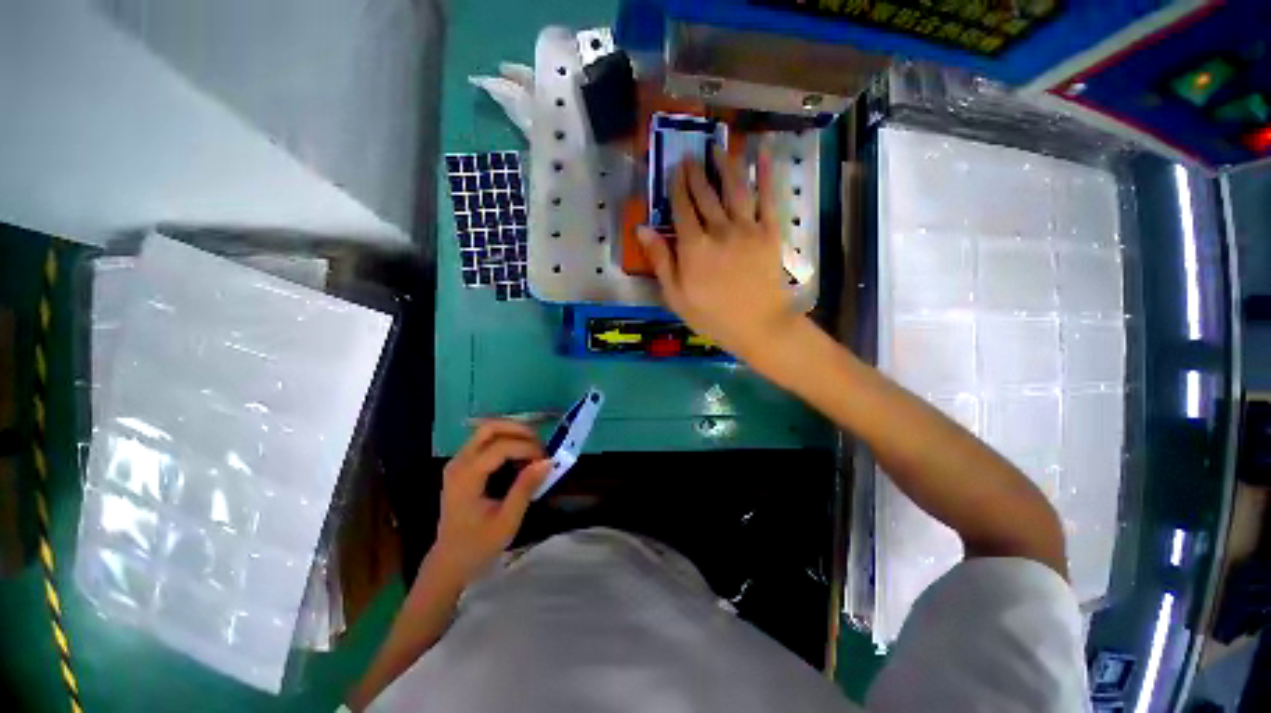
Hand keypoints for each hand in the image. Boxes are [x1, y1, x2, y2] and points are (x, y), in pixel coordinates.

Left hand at [432, 421, 549, 583]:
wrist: (449, 562)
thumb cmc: (478, 545)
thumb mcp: (507, 521)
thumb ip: (525, 488)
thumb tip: (548, 461)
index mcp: (467, 477)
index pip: (500, 447)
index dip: (527, 448)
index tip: (546, 460)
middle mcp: (459, 462)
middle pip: (490, 428)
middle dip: (519, 430)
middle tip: (540, 445)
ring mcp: (458, 462)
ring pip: (487, 431)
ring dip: (514, 434)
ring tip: (533, 450)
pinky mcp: (462, 465)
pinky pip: (485, 441)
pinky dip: (506, 441)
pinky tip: (520, 456)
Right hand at [638, 145, 799, 363]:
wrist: (758, 326)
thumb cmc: (712, 316)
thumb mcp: (676, 296)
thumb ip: (661, 261)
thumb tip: (642, 230)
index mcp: (694, 247)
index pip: (681, 208)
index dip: (677, 187)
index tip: (674, 169)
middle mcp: (719, 229)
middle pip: (705, 195)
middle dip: (696, 173)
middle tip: (691, 155)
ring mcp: (747, 228)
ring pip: (734, 188)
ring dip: (725, 165)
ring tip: (718, 148)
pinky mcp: (770, 232)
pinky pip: (768, 197)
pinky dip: (766, 173)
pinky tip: (763, 154)